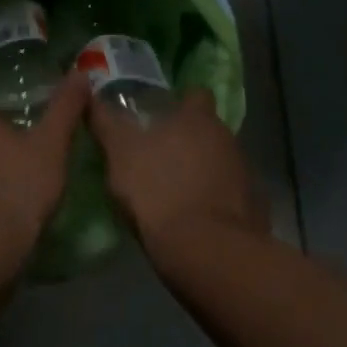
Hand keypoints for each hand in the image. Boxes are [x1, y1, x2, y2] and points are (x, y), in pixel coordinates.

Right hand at [87, 87, 269, 253]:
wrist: (208, 252)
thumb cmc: (159, 191)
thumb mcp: (119, 154)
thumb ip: (106, 122)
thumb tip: (91, 95)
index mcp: (197, 118)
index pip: (195, 94)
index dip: (180, 102)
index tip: (162, 116)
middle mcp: (227, 137)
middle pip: (208, 130)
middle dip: (189, 140)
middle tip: (160, 157)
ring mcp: (245, 173)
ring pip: (220, 162)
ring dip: (202, 172)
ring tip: (175, 193)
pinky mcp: (254, 208)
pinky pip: (231, 196)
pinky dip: (216, 202)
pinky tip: (196, 220)